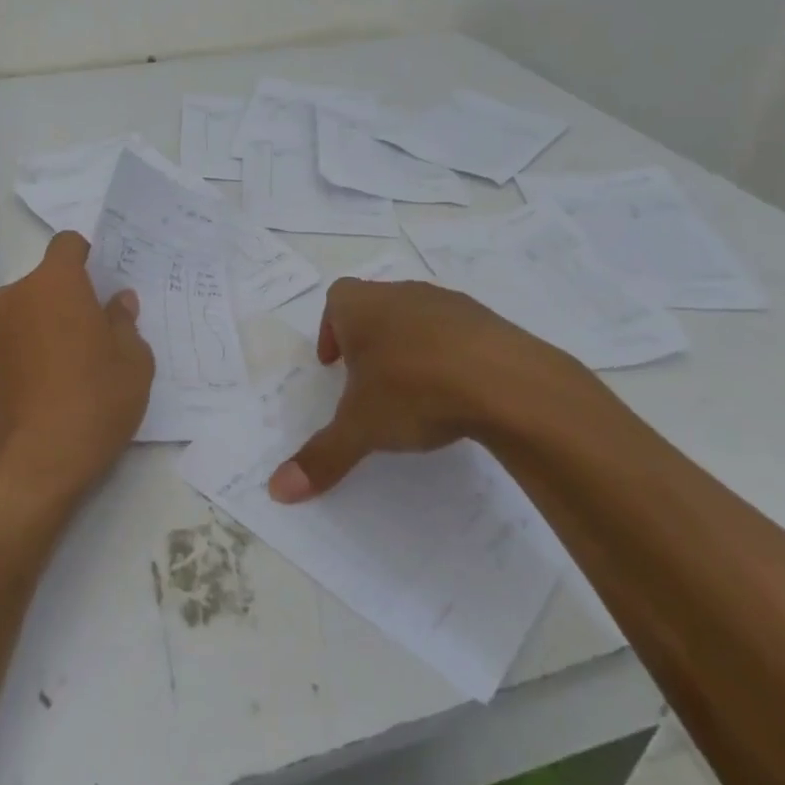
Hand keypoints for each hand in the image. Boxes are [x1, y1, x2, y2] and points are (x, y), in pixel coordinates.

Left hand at [0, 232, 155, 523]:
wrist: (28, 468)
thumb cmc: (92, 403)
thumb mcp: (133, 364)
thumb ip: (125, 323)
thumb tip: (117, 302)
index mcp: (55, 284)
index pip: (67, 244)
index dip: (86, 257)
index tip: (101, 284)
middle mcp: (13, 297)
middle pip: (43, 283)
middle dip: (65, 300)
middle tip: (91, 338)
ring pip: (21, 315)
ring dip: (40, 329)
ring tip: (62, 372)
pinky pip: (3, 347)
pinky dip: (19, 358)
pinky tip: (37, 395)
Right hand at [267, 278, 616, 502]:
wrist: (506, 381)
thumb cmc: (414, 390)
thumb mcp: (361, 428)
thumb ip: (321, 456)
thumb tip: (278, 491)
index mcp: (362, 306)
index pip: (336, 301)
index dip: (330, 330)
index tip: (333, 365)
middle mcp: (401, 293)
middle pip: (376, 306)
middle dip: (368, 340)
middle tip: (368, 380)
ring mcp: (448, 303)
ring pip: (417, 317)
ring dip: (409, 345)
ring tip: (414, 390)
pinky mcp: (488, 321)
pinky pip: (458, 333)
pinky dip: (450, 355)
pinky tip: (458, 392)